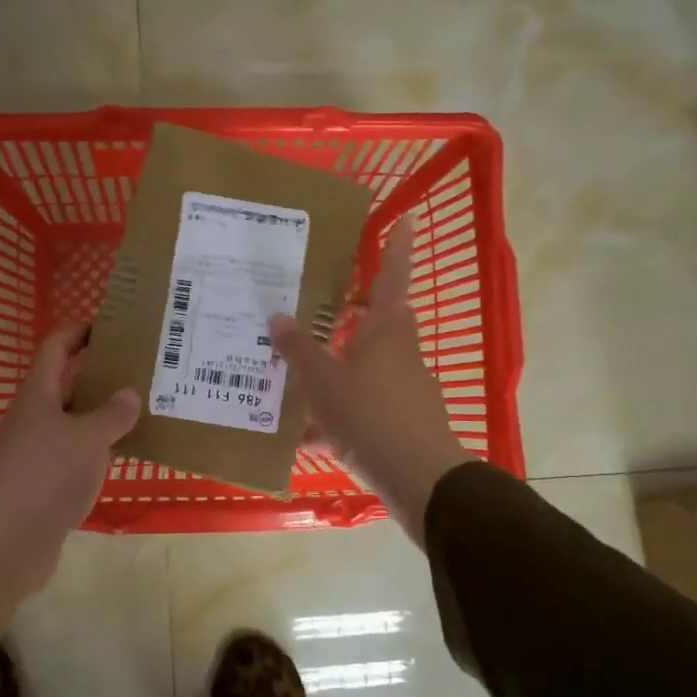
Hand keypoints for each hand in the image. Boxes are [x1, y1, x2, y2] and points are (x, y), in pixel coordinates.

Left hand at [0, 324, 140, 642]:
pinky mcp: (41, 482)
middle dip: (96, 372)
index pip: (55, 347)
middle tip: (135, 367)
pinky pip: (73, 453)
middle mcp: (32, 417)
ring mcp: (34, 451)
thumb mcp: (89, 439)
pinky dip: (96, 447)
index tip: (108, 324)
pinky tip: (122, 454)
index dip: (78, 331)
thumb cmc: (48, 475)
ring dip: (99, 413)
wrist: (10, 540)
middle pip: (64, 383)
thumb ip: (112, 414)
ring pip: (71, 420)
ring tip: (138, 407)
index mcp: (37, 395)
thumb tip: (128, 394)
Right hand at [271, 218, 471, 544]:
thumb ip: (298, 349)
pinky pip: (369, 403)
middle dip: (358, 311)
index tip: (407, 218)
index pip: (393, 274)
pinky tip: (311, 434)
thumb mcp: (322, 381)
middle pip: (382, 319)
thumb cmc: (368, 415)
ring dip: (343, 365)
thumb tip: (277, 316)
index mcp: (386, 329)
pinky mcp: (407, 420)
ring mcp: (408, 387)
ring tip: (301, 376)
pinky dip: (343, 410)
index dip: (398, 246)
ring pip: (371, 364)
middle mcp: (402, 351)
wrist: (418, 478)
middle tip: (326, 307)